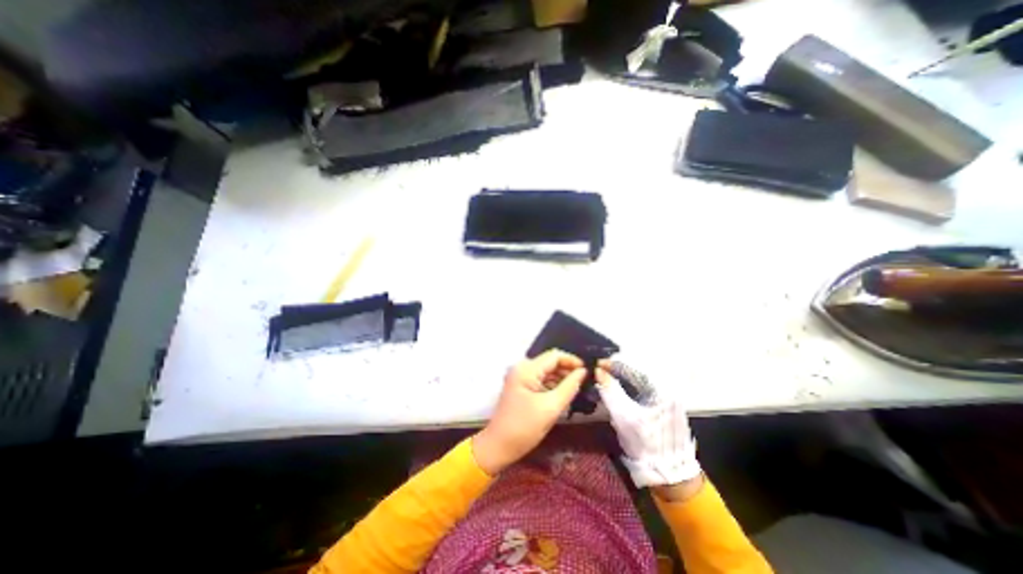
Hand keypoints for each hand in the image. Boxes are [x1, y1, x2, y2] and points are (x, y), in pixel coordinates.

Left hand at [470, 350, 581, 473]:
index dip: (572, 361)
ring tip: (578, 388)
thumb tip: (583, 372)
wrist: (499, 446)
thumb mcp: (551, 408)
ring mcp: (521, 377)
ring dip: (561, 378)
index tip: (588, 372)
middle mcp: (522, 368)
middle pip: (550, 362)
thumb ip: (569, 387)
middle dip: (567, 370)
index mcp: (527, 369)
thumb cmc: (524, 428)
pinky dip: (553, 385)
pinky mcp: (521, 386)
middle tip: (585, 382)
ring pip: (547, 371)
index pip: (554, 356)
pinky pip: (541, 380)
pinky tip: (564, 394)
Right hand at [596, 358, 700, 487]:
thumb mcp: (625, 417)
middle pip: (635, 371)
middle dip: (615, 371)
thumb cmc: (647, 444)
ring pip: (637, 380)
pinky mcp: (661, 405)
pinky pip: (640, 389)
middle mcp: (665, 388)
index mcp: (661, 388)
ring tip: (604, 381)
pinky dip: (626, 388)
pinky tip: (616, 391)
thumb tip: (598, 370)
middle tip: (598, 373)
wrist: (670, 473)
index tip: (595, 365)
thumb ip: (611, 391)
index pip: (633, 367)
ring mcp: (665, 396)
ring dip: (620, 379)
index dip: (612, 364)